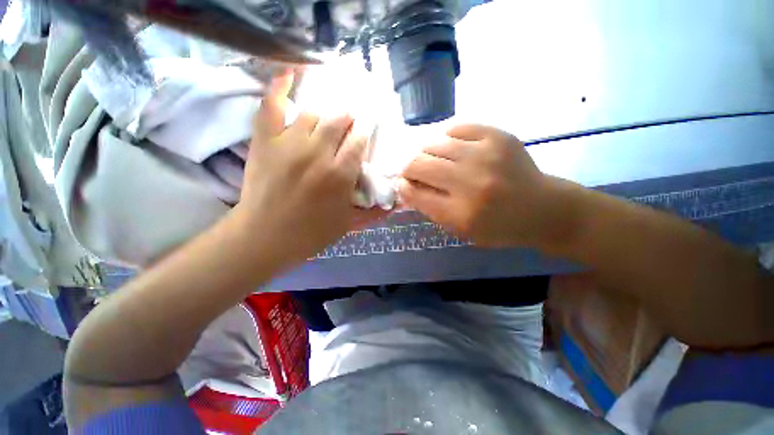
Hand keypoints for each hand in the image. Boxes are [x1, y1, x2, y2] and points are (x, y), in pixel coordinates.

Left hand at [233, 72, 384, 266]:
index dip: (365, 132)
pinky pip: (272, 105)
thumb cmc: (311, 234)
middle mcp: (318, 153)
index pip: (359, 140)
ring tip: (327, 120)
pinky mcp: (265, 141)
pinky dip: (279, 86)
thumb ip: (374, 213)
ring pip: (313, 113)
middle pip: (339, 120)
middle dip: (349, 119)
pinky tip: (289, 73)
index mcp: (340, 174)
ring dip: (324, 114)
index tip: (366, 130)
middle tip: (349, 125)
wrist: (264, 238)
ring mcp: (289, 143)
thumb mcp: (348, 225)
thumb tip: (397, 204)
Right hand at [398, 124, 571, 248]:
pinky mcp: (497, 136)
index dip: (403, 187)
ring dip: (426, 154)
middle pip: (418, 164)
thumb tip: (406, 186)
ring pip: (433, 144)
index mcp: (461, 214)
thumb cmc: (498, 227)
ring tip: (435, 161)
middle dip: (409, 168)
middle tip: (414, 172)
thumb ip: (431, 208)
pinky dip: (447, 139)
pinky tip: (453, 149)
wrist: (543, 209)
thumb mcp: (461, 230)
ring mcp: (485, 155)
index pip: (415, 194)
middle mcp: (470, 183)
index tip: (403, 184)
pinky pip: (456, 128)